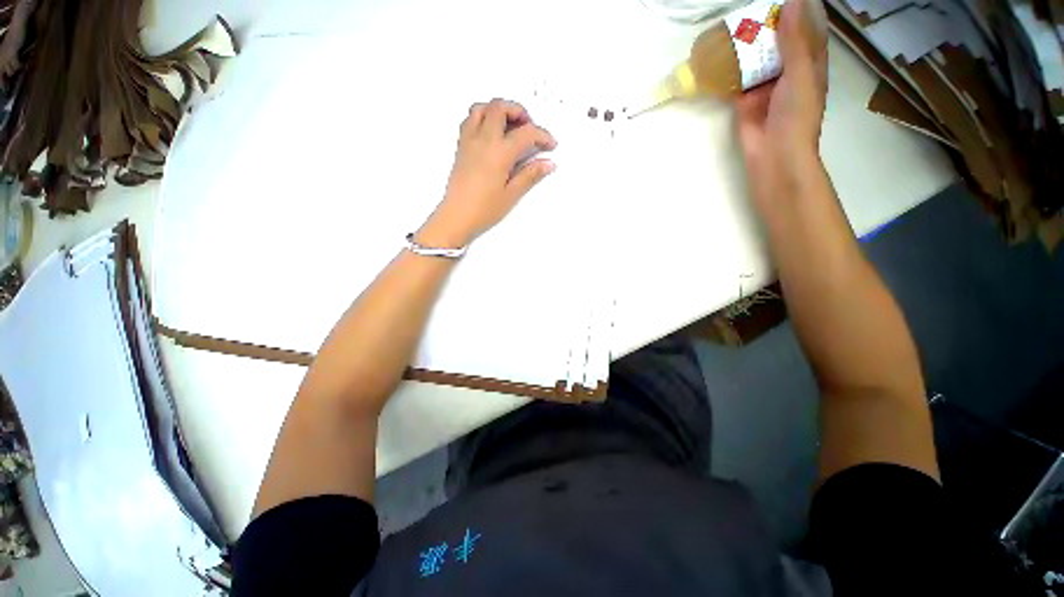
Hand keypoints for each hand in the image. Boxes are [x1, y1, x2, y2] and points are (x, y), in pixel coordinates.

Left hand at [416, 99, 556, 247]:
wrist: (456, 216)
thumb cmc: (485, 209)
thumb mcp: (512, 194)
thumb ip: (530, 175)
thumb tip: (549, 163)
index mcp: (499, 152)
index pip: (526, 133)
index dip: (542, 135)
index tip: (551, 145)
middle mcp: (483, 139)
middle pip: (500, 107)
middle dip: (519, 111)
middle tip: (529, 128)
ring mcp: (469, 141)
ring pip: (482, 108)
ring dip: (498, 110)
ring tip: (510, 127)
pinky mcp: (461, 147)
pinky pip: (470, 120)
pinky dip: (483, 117)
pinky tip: (492, 135)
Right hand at [736, 0, 828, 207]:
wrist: (773, 154)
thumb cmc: (796, 115)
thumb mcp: (800, 74)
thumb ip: (795, 41)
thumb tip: (792, 0)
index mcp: (809, 61)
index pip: (806, 27)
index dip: (797, 9)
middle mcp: (788, 69)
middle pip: (778, 39)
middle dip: (765, 23)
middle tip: (748, 8)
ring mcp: (765, 84)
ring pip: (756, 57)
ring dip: (746, 44)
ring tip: (732, 23)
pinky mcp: (744, 99)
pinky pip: (736, 79)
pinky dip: (729, 68)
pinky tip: (719, 54)